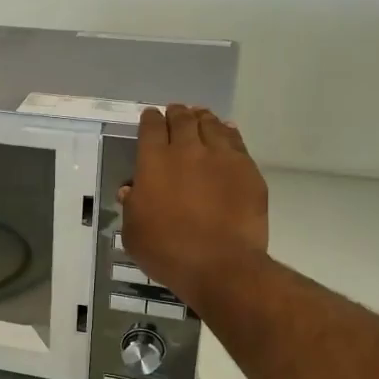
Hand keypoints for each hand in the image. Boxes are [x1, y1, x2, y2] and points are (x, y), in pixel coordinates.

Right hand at [120, 104, 267, 312]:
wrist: (220, 264)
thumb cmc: (167, 252)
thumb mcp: (134, 233)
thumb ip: (131, 206)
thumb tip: (131, 189)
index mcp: (153, 162)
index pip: (150, 128)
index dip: (150, 119)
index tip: (150, 118)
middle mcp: (186, 150)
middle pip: (181, 119)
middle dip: (176, 113)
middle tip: (176, 113)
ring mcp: (220, 157)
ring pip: (210, 125)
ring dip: (202, 119)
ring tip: (201, 118)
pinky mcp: (246, 169)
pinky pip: (236, 141)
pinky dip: (228, 132)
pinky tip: (226, 132)